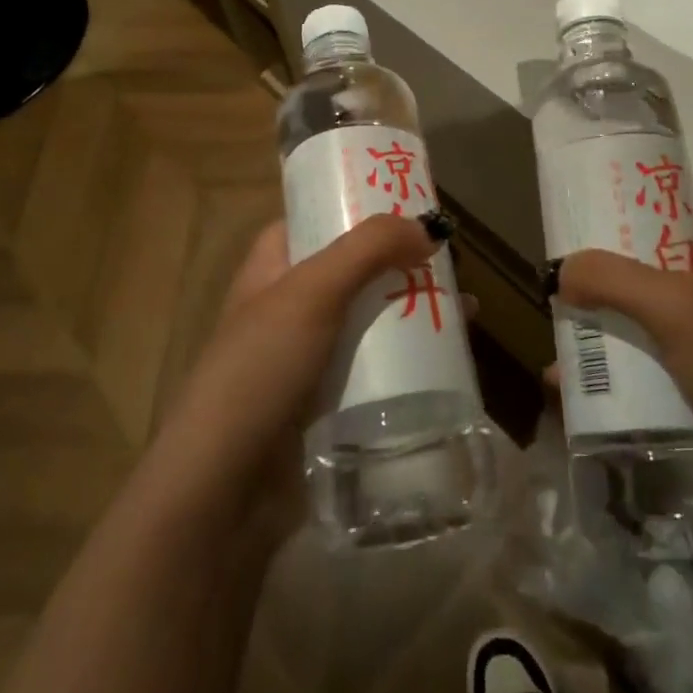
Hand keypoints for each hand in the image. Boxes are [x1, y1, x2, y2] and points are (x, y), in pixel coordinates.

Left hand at [147, 213, 445, 518]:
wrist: (224, 489)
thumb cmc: (260, 370)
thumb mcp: (312, 292)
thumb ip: (368, 249)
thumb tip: (427, 227)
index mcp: (273, 267)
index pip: (317, 218)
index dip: (359, 205)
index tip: (410, 203)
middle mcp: (289, 304)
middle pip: (355, 267)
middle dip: (402, 262)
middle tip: (451, 260)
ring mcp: (308, 354)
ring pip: (371, 317)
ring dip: (415, 309)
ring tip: (468, 310)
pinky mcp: (328, 399)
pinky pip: (375, 364)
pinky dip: (409, 357)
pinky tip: (449, 360)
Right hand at [555, 209, 692, 488]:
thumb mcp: (676, 307)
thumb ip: (614, 279)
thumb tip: (562, 270)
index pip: (667, 212)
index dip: (621, 214)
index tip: (576, 229)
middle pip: (651, 270)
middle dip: (604, 283)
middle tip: (560, 292)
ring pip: (652, 321)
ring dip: (609, 333)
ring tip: (561, 346)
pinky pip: (661, 365)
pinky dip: (627, 373)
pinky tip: (587, 392)